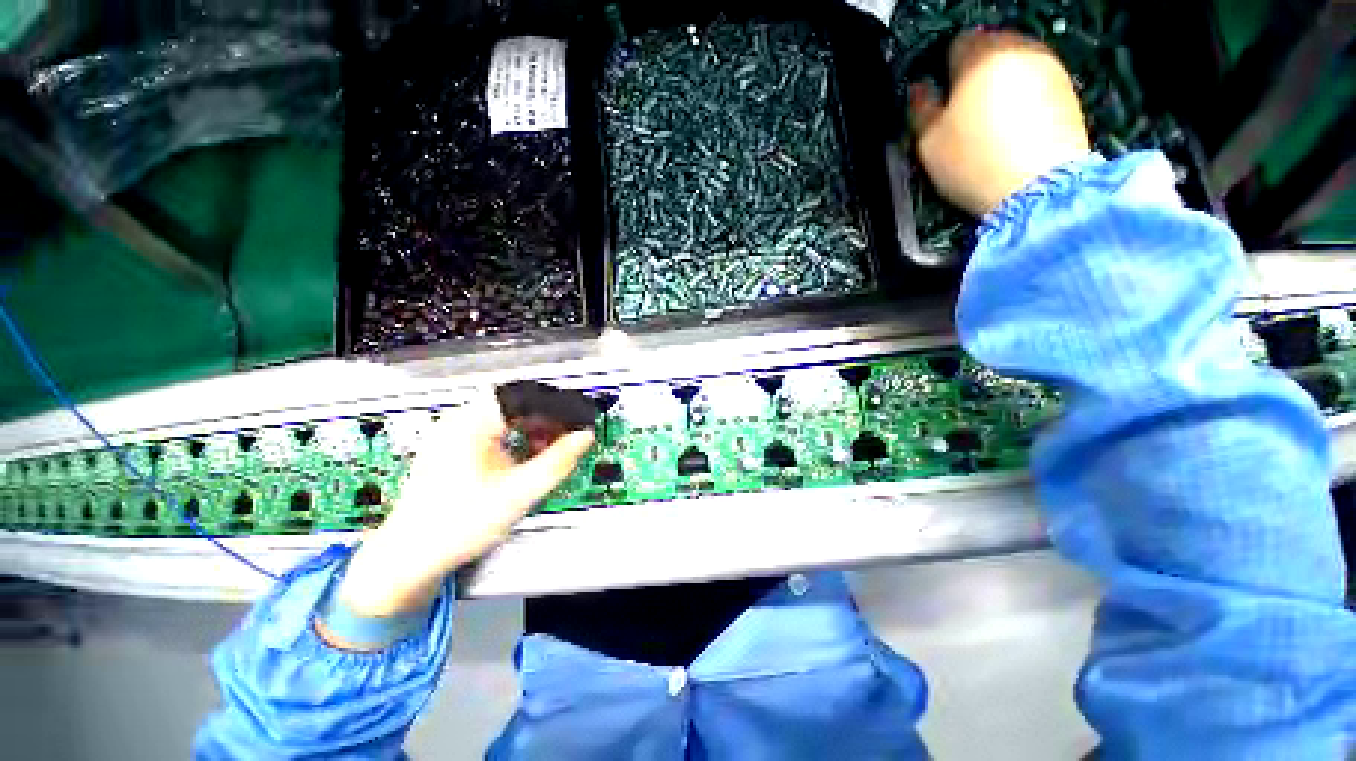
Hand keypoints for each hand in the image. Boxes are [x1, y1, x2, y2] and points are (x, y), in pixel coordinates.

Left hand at [335, 401, 593, 618]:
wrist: (410, 556)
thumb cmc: (461, 524)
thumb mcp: (519, 493)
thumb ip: (558, 461)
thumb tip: (585, 436)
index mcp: (472, 423)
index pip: (526, 396)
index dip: (558, 406)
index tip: (579, 421)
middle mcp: (460, 420)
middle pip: (516, 403)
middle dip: (547, 419)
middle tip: (569, 437)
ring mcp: (453, 433)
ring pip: (505, 416)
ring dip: (533, 428)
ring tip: (549, 449)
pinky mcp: (452, 447)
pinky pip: (493, 429)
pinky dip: (516, 437)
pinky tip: (525, 457)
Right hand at [910, 29, 1090, 215]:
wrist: (1038, 187)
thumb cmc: (974, 162)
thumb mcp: (929, 142)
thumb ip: (919, 109)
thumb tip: (919, 91)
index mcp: (978, 55)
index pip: (953, 45)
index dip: (942, 73)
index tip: (939, 101)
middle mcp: (1017, 48)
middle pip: (987, 50)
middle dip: (973, 76)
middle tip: (962, 115)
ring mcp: (1048, 65)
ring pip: (1013, 66)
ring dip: (999, 86)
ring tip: (990, 126)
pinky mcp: (1067, 87)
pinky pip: (1035, 83)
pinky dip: (1023, 98)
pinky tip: (1015, 130)